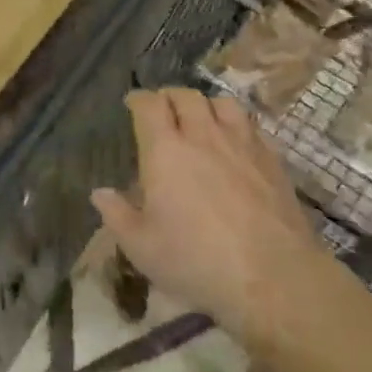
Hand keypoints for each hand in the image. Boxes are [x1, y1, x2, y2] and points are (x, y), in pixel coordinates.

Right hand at [93, 88, 330, 341]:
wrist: (271, 275)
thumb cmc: (196, 261)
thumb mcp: (142, 248)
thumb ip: (117, 215)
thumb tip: (100, 193)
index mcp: (165, 150)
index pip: (149, 105)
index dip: (138, 99)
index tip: (132, 104)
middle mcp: (202, 135)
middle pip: (185, 95)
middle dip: (170, 97)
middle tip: (163, 110)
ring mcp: (241, 142)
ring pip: (222, 102)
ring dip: (206, 105)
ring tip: (201, 119)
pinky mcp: (271, 157)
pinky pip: (250, 124)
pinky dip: (235, 124)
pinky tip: (235, 142)